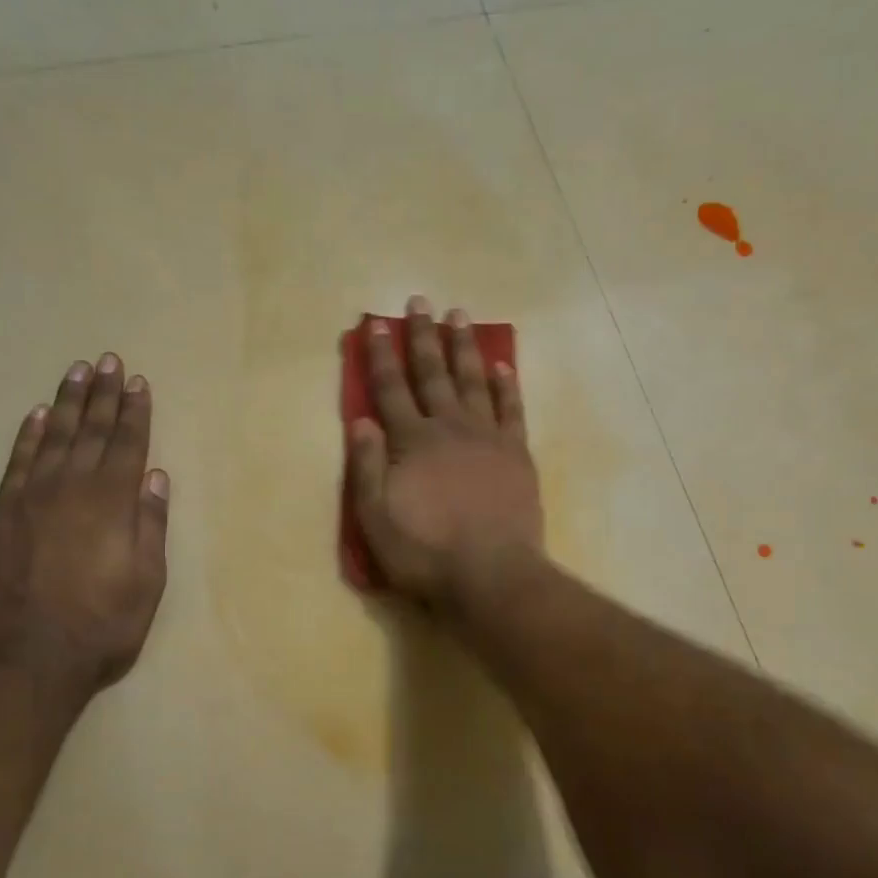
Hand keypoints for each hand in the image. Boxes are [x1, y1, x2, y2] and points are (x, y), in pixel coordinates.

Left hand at [0, 354, 169, 699]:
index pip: (127, 444)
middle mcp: (71, 488)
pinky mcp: (1, 513)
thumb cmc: (102, 624)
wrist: (28, 658)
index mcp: (112, 502)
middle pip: (91, 431)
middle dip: (103, 395)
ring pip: (53, 437)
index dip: (135, 412)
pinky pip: (17, 461)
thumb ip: (150, 525)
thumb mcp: (147, 581)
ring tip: (77, 372)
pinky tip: (39, 416)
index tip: (138, 382)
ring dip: (67, 402)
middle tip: (108, 361)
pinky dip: (29, 435)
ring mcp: (31, 498)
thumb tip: (155, 478)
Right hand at [347, 297, 542, 603]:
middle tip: (419, 302)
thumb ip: (367, 467)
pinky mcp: (516, 454)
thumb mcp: (375, 519)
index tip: (375, 323)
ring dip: (463, 347)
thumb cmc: (425, 553)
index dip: (380, 355)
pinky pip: (512, 409)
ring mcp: (487, 438)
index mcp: (411, 442)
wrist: (490, 576)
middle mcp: (449, 428)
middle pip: (432, 373)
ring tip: (458, 315)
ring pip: (473, 380)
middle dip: (422, 336)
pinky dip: (507, 385)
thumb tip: (361, 420)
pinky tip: (503, 365)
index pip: (390, 389)